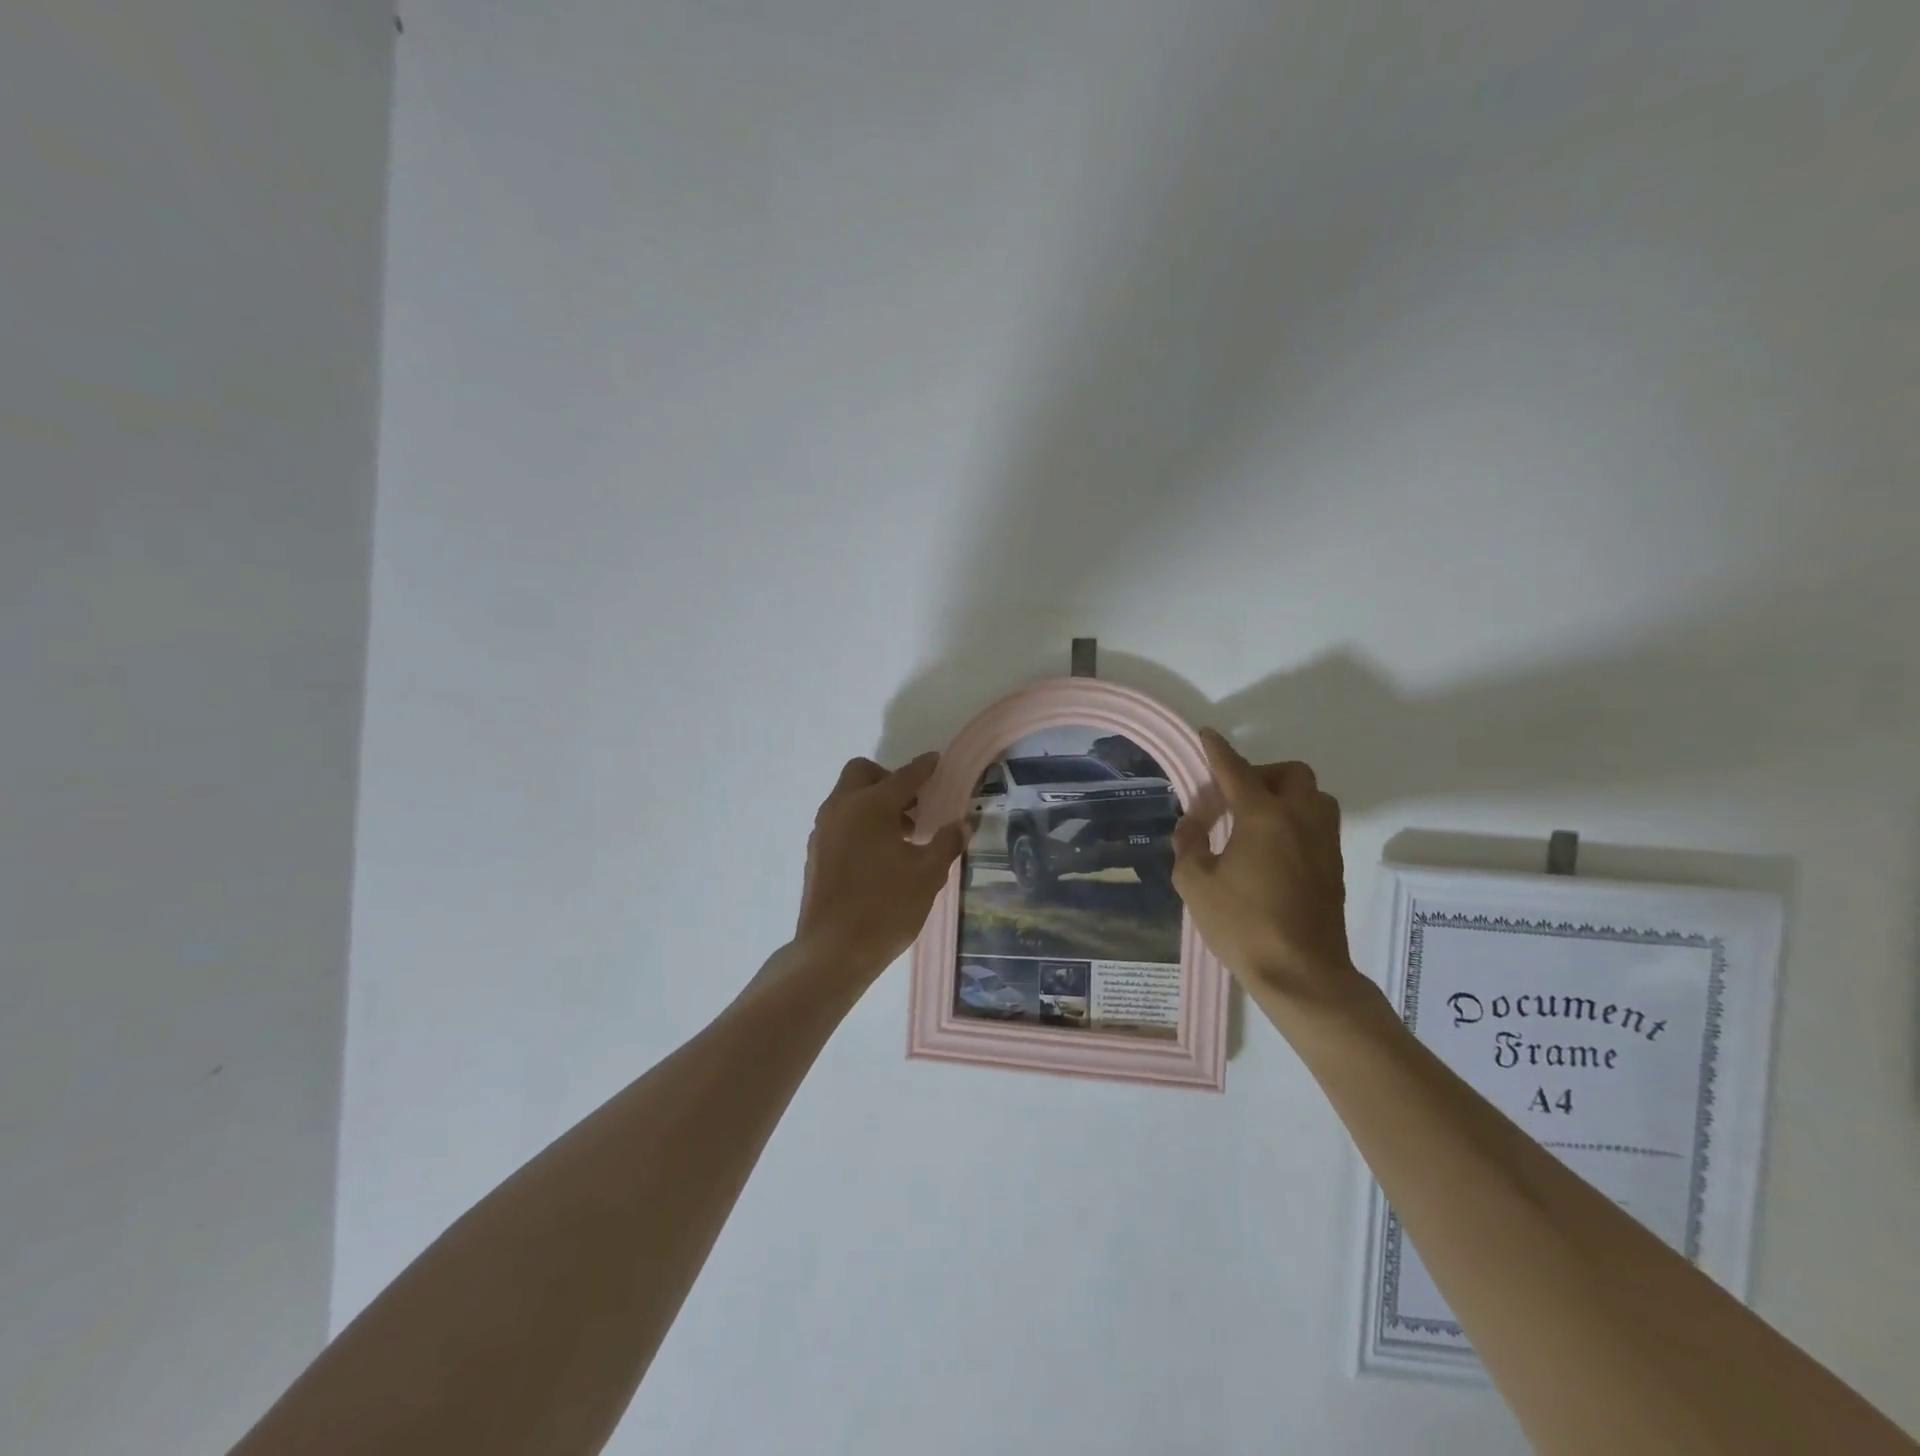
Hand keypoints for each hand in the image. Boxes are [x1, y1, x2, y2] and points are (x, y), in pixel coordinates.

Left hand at [794, 752, 965, 976]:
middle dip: (889, 779)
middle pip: (863, 773)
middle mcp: (842, 808)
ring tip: (901, 834)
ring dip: (873, 801)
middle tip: (913, 805)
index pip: (904, 776)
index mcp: (871, 806)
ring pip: (848, 796)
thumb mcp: (927, 875)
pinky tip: (879, 853)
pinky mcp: (815, 851)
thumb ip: (946, 843)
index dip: (924, 768)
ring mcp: (823, 829)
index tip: (937, 762)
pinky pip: (839, 819)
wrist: (833, 950)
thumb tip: (962, 825)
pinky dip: (859, 821)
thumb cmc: (886, 908)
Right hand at [1172, 729, 1366, 1006]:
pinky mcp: (1333, 865)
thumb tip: (1193, 825)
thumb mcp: (1195, 884)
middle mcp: (1300, 819)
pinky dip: (1295, 818)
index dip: (1218, 751)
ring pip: (1313, 796)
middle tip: (1232, 797)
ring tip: (1255, 819)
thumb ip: (1189, 845)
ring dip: (1284, 794)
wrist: (1302, 975)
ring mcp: (1323, 842)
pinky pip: (1318, 822)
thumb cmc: (1243, 926)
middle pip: (1290, 773)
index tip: (1206, 735)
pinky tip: (1271, 847)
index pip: (1236, 771)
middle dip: (1260, 773)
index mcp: (1264, 818)